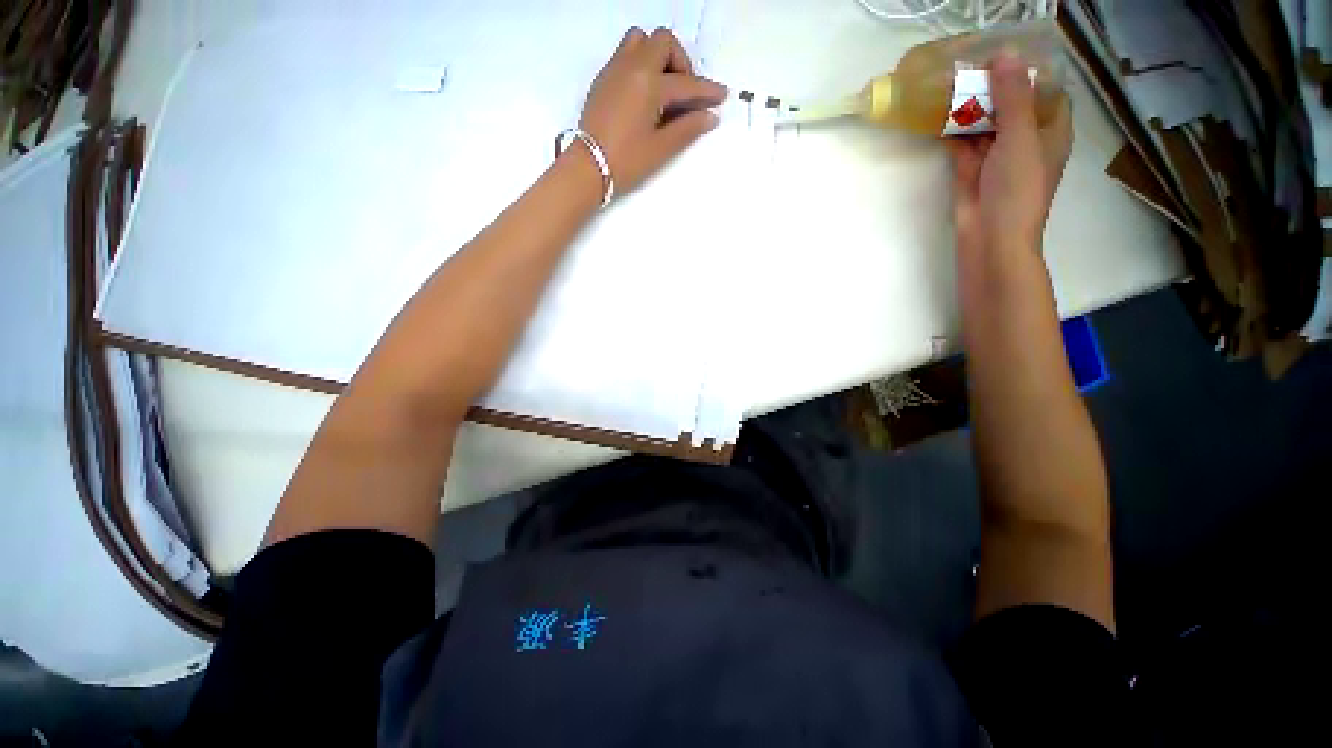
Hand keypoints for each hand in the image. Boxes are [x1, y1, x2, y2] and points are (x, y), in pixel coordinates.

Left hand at [579, 27, 727, 195]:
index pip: (686, 84)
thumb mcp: (661, 149)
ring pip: (641, 40)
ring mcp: (614, 69)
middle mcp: (632, 67)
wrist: (588, 168)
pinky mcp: (603, 78)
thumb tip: (710, 117)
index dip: (707, 91)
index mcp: (649, 84)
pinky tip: (645, 92)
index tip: (722, 95)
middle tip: (685, 92)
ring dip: (658, 56)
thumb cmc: (626, 162)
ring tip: (664, 86)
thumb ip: (687, 129)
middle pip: (663, 43)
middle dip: (681, 63)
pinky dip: (641, 63)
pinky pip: (625, 53)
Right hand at [947, 53, 1071, 253]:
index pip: (1045, 90)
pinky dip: (953, 129)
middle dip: (993, 85)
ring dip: (970, 106)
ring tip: (951, 81)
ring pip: (984, 122)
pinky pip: (963, 142)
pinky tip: (939, 113)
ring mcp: (996, 155)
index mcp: (1050, 130)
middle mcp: (1025, 139)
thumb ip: (1013, 97)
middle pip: (1011, 103)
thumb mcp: (1020, 137)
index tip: (1005, 52)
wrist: (990, 237)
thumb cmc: (1018, 188)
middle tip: (969, 62)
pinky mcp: (971, 170)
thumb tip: (1005, 53)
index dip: (1029, 70)